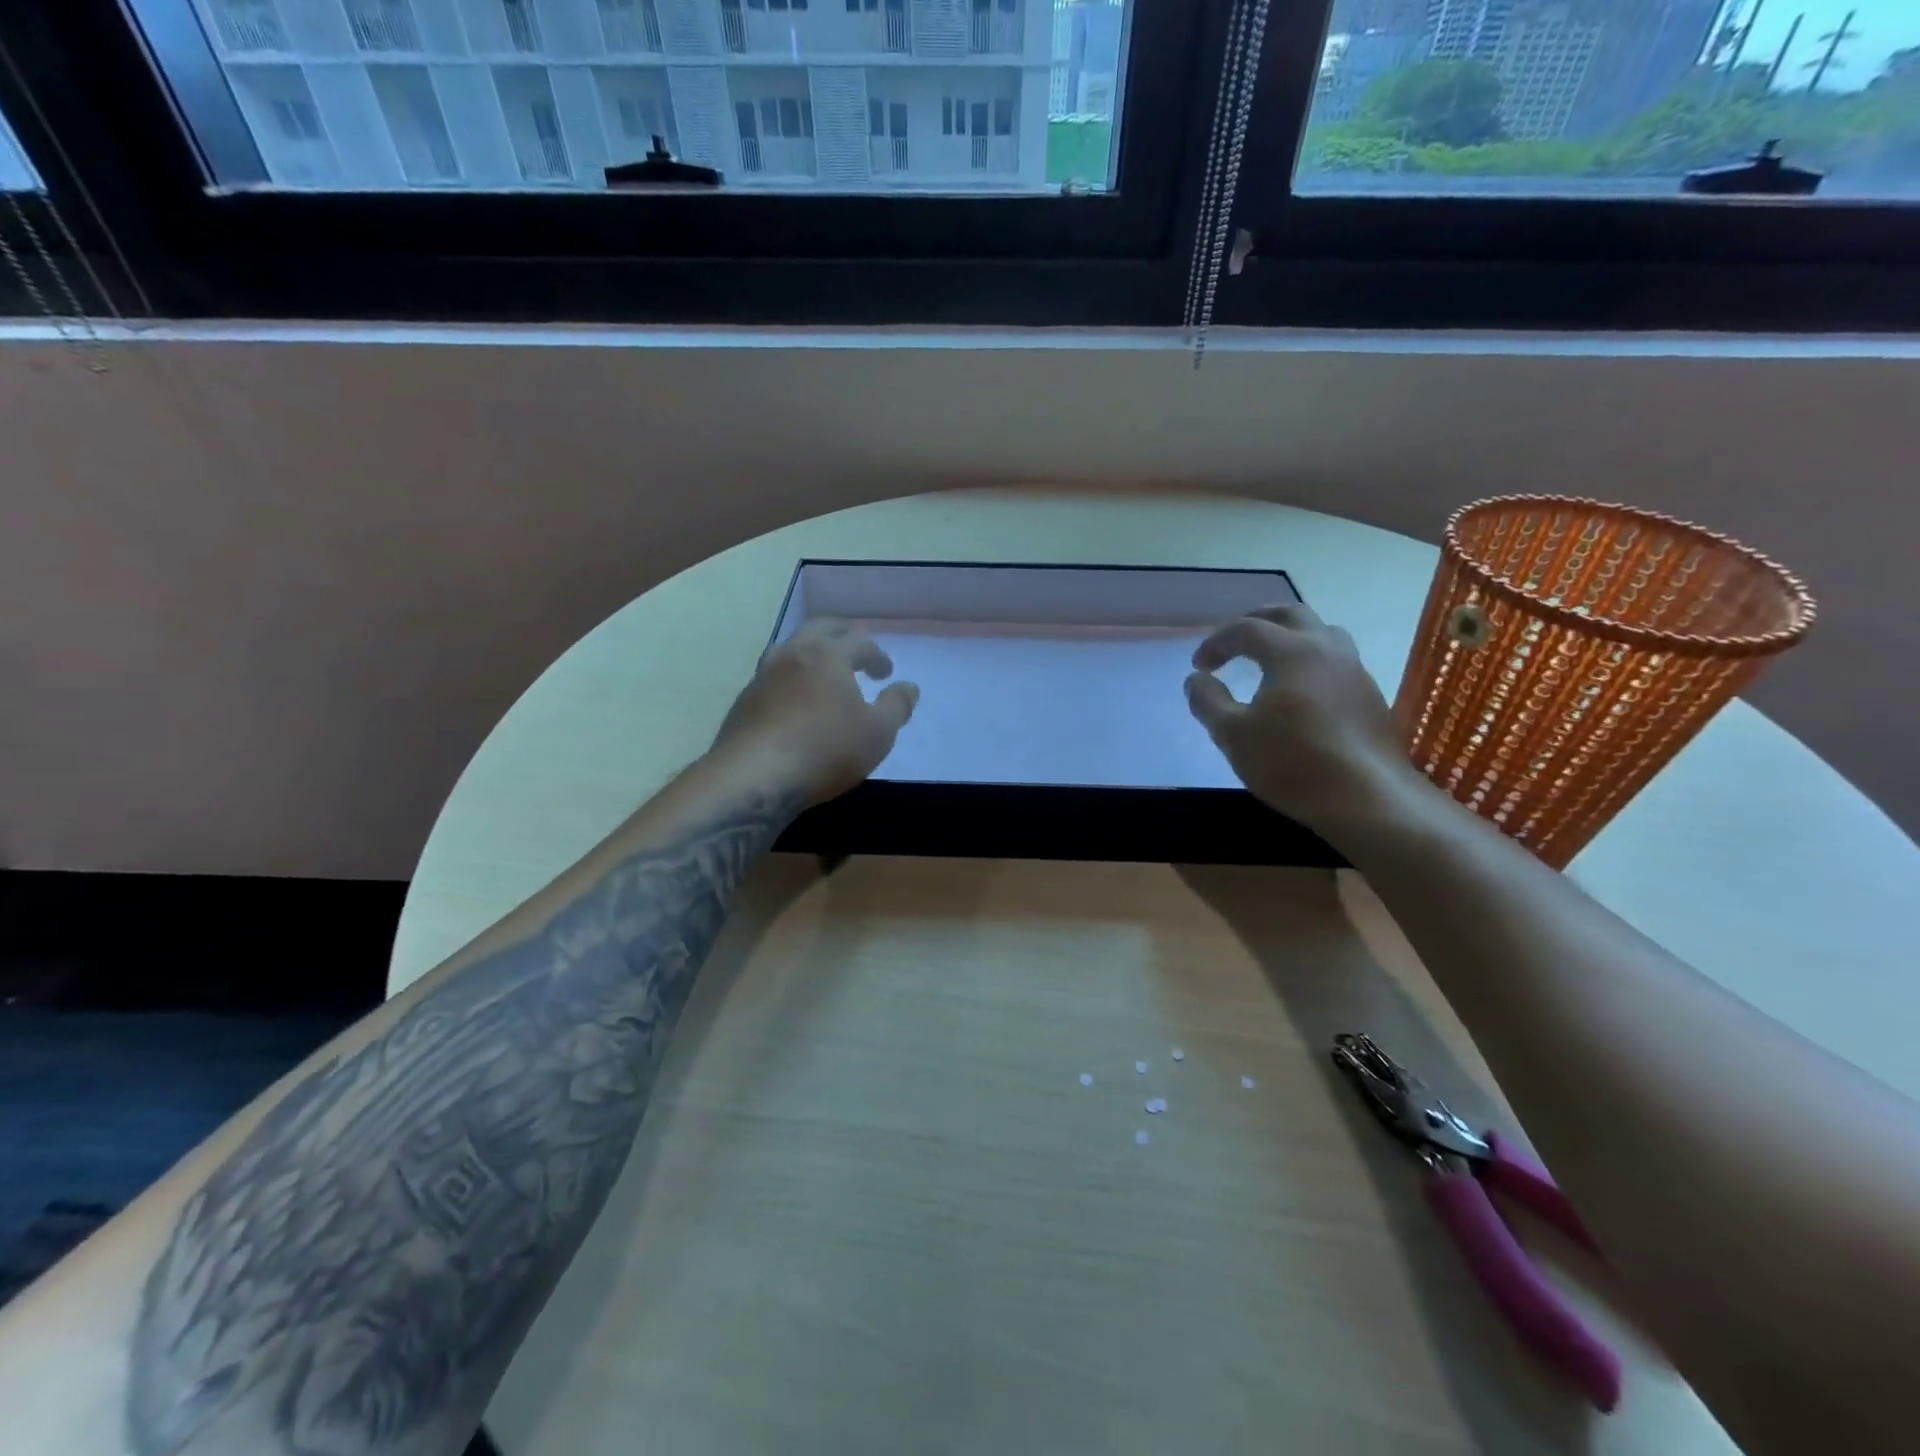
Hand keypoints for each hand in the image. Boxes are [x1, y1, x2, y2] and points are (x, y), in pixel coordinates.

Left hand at [712, 620, 918, 805]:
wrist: (754, 778)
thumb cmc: (825, 750)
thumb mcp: (877, 733)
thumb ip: (897, 706)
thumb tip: (909, 686)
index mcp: (829, 655)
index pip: (860, 641)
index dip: (877, 655)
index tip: (886, 673)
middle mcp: (793, 654)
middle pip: (820, 628)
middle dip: (842, 634)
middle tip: (855, 649)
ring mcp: (763, 675)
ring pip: (789, 647)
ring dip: (810, 651)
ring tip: (822, 670)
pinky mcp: (744, 700)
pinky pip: (772, 675)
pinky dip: (790, 678)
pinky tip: (794, 700)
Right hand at [1185, 604, 1417, 836]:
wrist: (1367, 799)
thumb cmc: (1292, 763)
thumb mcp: (1232, 734)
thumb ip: (1208, 701)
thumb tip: (1196, 680)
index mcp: (1292, 651)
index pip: (1246, 628)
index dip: (1216, 642)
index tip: (1199, 666)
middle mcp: (1327, 649)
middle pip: (1290, 614)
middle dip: (1255, 621)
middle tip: (1233, 641)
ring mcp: (1355, 671)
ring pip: (1321, 633)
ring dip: (1289, 636)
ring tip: (1269, 659)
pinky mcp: (1370, 696)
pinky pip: (1336, 660)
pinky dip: (1309, 660)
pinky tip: (1300, 691)